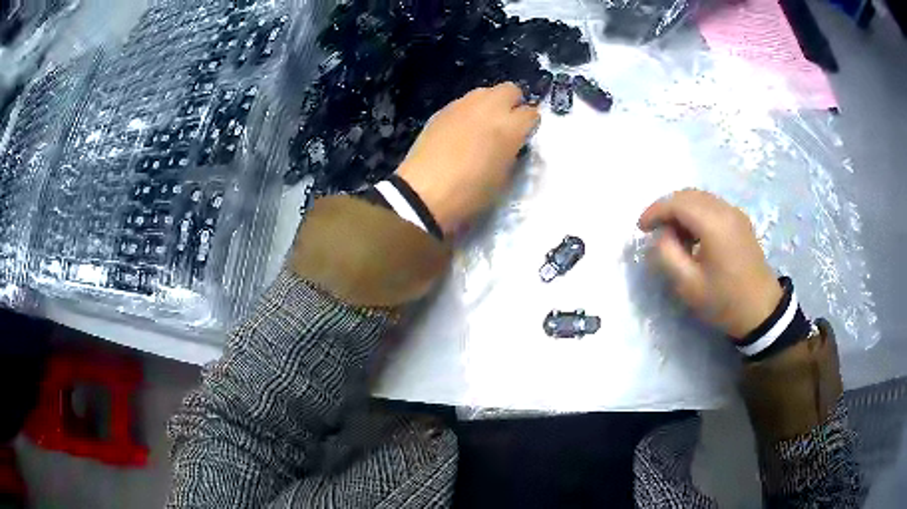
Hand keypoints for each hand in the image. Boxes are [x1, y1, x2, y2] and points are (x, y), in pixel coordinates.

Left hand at [397, 82, 539, 234]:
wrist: (424, 192)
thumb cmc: (470, 192)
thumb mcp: (503, 177)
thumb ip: (512, 152)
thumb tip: (513, 142)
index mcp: (509, 127)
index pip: (532, 113)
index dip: (530, 125)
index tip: (525, 136)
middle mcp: (489, 108)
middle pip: (510, 90)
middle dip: (513, 103)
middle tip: (507, 123)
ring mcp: (463, 105)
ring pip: (485, 91)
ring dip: (490, 104)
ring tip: (483, 124)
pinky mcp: (443, 109)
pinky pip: (464, 102)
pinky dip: (469, 111)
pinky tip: (461, 130)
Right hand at [638, 189, 782, 338]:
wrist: (761, 310)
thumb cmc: (724, 300)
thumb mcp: (688, 285)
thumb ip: (667, 255)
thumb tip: (661, 236)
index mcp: (713, 224)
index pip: (677, 203)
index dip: (654, 211)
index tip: (640, 228)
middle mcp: (725, 210)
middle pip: (688, 195)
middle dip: (667, 208)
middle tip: (654, 230)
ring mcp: (735, 213)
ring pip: (701, 198)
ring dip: (682, 210)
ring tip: (673, 235)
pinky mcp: (740, 221)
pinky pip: (712, 205)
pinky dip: (696, 213)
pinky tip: (693, 235)